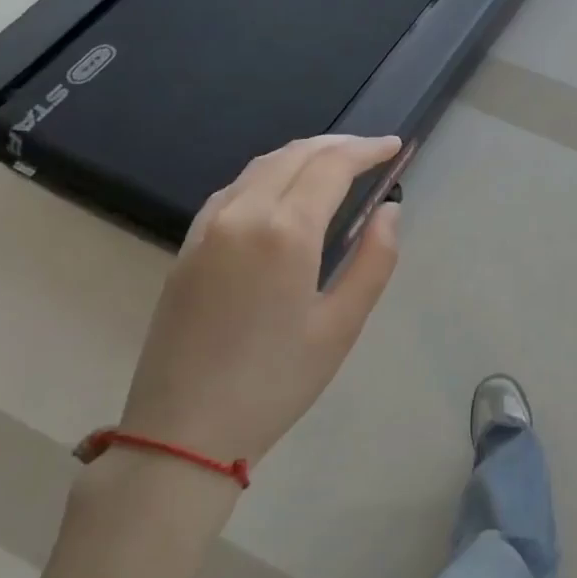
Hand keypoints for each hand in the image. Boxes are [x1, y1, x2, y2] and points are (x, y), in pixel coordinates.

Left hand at [119, 135, 403, 473]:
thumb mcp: (341, 326)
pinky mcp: (189, 245)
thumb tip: (389, 210)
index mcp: (285, 231)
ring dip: (303, 154)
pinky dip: (269, 173)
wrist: (182, 432)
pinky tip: (284, 190)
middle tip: (373, 151)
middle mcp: (243, 214)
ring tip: (336, 163)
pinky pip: (235, 188)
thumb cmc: (275, 383)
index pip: (331, 166)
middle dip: (338, 145)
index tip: (394, 146)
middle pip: (295, 155)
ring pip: (261, 166)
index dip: (366, 150)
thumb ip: (373, 260)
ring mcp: (208, 227)